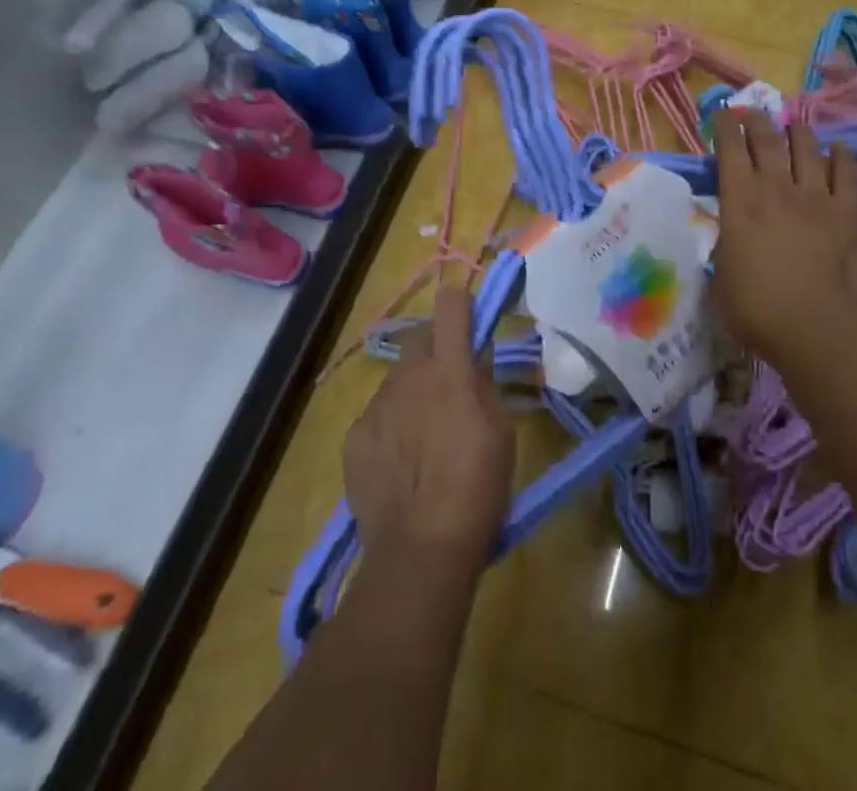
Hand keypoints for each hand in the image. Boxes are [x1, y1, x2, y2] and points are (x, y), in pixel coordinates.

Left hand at [343, 286, 515, 571]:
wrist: (420, 552)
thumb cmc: (477, 489)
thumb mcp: (501, 432)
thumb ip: (486, 384)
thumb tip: (477, 355)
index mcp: (450, 369)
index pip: (451, 304)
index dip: (463, 306)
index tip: (473, 324)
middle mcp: (409, 375)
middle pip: (421, 337)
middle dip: (438, 348)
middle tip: (452, 384)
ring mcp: (376, 405)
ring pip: (398, 377)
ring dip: (414, 388)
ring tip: (425, 432)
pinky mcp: (354, 437)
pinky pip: (376, 414)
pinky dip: (390, 424)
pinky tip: (400, 461)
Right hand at [709, 109, 856, 363]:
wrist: (816, 328)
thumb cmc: (756, 309)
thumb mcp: (720, 276)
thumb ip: (726, 246)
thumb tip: (732, 236)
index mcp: (740, 201)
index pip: (730, 150)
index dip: (724, 127)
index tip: (722, 114)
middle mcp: (776, 188)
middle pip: (767, 140)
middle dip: (757, 121)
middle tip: (753, 113)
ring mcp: (816, 197)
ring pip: (807, 149)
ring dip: (798, 133)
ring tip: (793, 126)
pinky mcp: (848, 212)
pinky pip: (847, 174)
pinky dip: (842, 157)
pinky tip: (839, 149)